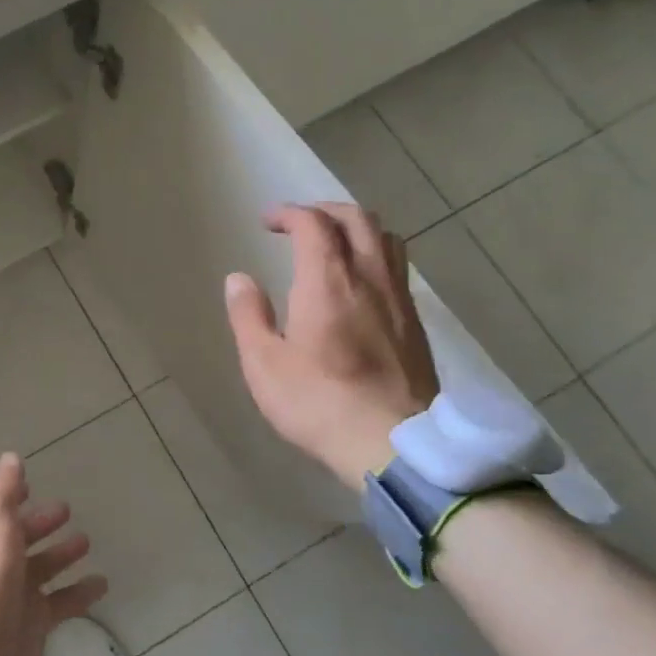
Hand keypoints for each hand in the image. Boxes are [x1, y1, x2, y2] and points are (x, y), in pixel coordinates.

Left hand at [0, 454, 107, 655]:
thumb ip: (4, 489)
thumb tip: (10, 457)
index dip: (9, 495)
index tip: (29, 485)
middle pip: (20, 535)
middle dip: (40, 522)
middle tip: (66, 510)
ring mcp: (14, 592)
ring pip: (42, 567)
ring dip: (62, 553)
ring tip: (86, 542)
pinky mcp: (33, 622)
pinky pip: (61, 602)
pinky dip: (80, 592)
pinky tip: (101, 584)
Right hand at [224, 202, 439, 486]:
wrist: (393, 444)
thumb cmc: (318, 402)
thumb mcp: (264, 364)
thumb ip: (248, 315)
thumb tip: (239, 279)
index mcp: (327, 281)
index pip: (313, 224)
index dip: (289, 213)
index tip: (267, 221)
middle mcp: (369, 278)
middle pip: (357, 219)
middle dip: (324, 211)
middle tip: (299, 223)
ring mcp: (399, 299)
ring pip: (386, 239)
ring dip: (356, 228)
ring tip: (334, 244)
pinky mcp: (416, 324)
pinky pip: (398, 268)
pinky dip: (376, 255)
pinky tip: (361, 283)